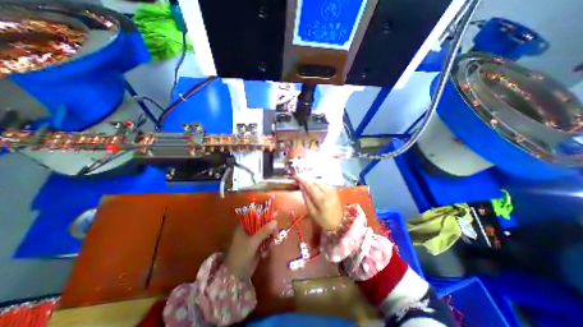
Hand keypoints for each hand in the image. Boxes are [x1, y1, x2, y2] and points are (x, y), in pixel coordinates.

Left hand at [224, 219, 275, 277]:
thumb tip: (275, 221)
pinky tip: (265, 254)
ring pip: (266, 233)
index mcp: (244, 226)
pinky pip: (266, 241)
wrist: (235, 277)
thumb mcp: (253, 242)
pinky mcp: (257, 246)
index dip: (266, 214)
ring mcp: (253, 238)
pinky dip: (267, 246)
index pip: (256, 215)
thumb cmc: (240, 255)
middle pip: (263, 224)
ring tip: (270, 247)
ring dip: (270, 239)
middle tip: (276, 235)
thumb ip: (264, 231)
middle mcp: (249, 230)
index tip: (276, 215)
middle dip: (270, 229)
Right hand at [296, 178, 341, 230]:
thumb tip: (302, 187)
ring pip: (321, 182)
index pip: (311, 186)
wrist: (340, 224)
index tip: (297, 176)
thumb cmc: (324, 221)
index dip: (303, 180)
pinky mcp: (335, 191)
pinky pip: (324, 184)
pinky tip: (315, 186)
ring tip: (307, 183)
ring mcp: (332, 190)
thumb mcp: (312, 212)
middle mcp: (328, 192)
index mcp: (321, 199)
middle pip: (316, 182)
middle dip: (308, 180)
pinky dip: (318, 183)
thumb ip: (306, 199)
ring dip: (313, 181)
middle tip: (301, 180)